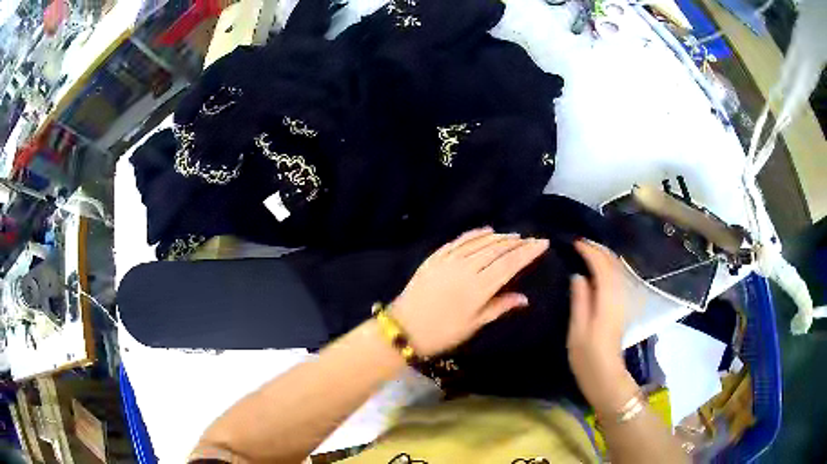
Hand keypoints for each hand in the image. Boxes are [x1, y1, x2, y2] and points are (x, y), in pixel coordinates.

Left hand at [390, 227, 548, 356]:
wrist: (404, 328)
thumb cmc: (443, 333)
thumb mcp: (474, 324)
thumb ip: (499, 307)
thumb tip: (524, 297)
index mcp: (479, 287)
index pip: (510, 263)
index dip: (528, 252)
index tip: (542, 242)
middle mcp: (466, 268)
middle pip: (497, 249)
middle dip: (517, 242)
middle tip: (530, 239)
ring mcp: (449, 260)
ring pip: (480, 242)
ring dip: (499, 237)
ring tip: (513, 236)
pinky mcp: (435, 257)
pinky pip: (459, 240)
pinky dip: (475, 234)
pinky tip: (486, 230)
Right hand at [567, 240, 637, 414]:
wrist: (606, 376)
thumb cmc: (587, 357)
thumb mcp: (577, 330)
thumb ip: (579, 300)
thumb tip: (578, 275)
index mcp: (607, 300)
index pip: (601, 266)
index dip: (589, 251)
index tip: (574, 242)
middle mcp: (619, 296)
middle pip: (613, 264)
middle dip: (598, 249)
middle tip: (580, 243)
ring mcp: (622, 301)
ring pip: (617, 269)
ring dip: (604, 256)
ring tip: (587, 251)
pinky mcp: (621, 307)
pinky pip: (617, 278)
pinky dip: (608, 267)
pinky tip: (598, 269)